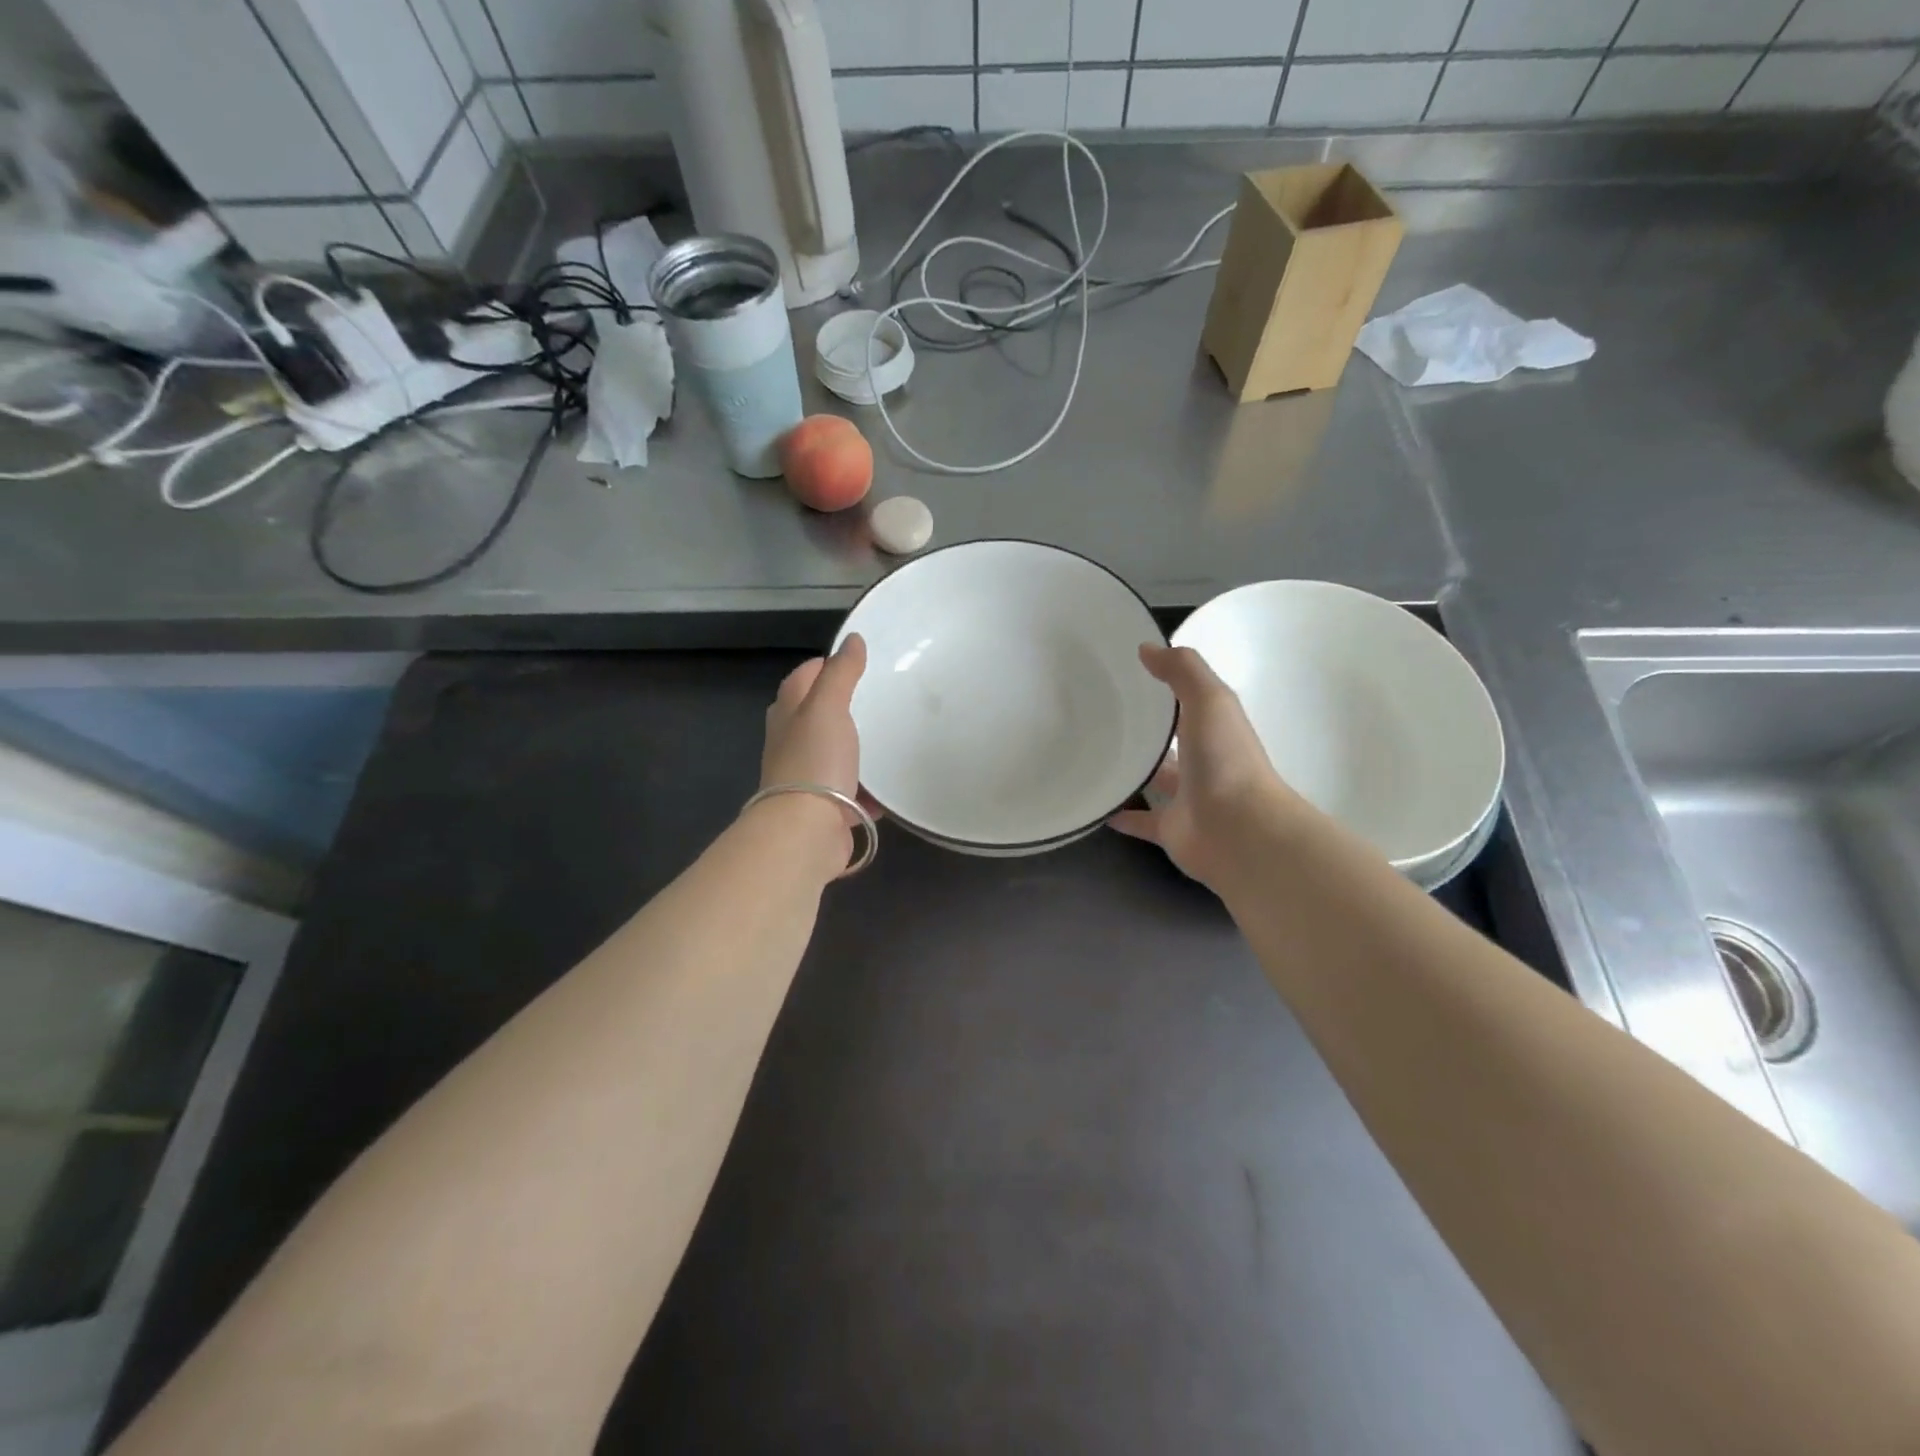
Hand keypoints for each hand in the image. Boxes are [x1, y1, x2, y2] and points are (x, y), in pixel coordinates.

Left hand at [755, 635, 871, 867]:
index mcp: (788, 714)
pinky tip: (889, 789)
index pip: (802, 678)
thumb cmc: (815, 760)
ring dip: (856, 750)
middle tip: (878, 699)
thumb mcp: (828, 707)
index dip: (824, 666)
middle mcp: (792, 743)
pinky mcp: (826, 808)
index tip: (856, 663)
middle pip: (816, 717)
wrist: (806, 830)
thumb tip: (852, 639)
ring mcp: (808, 778)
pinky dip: (867, 792)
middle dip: (842, 707)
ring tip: (889, 740)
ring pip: (834, 755)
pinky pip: (851, 794)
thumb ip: (841, 673)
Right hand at [1110, 644, 1301, 889]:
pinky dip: (1122, 815)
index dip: (1162, 686)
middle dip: (1146, 730)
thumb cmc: (1225, 760)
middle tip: (1100, 715)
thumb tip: (1146, 648)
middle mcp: (1203, 761)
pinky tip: (1097, 805)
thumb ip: (1181, 671)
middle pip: (1171, 742)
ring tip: (1092, 755)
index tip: (1124, 673)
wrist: (1238, 831)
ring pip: (1155, 781)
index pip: (1186, 701)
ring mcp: (1187, 798)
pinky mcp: (1170, 829)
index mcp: (1214, 728)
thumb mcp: (1209, 700)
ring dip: (1133, 771)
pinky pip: (1142, 821)